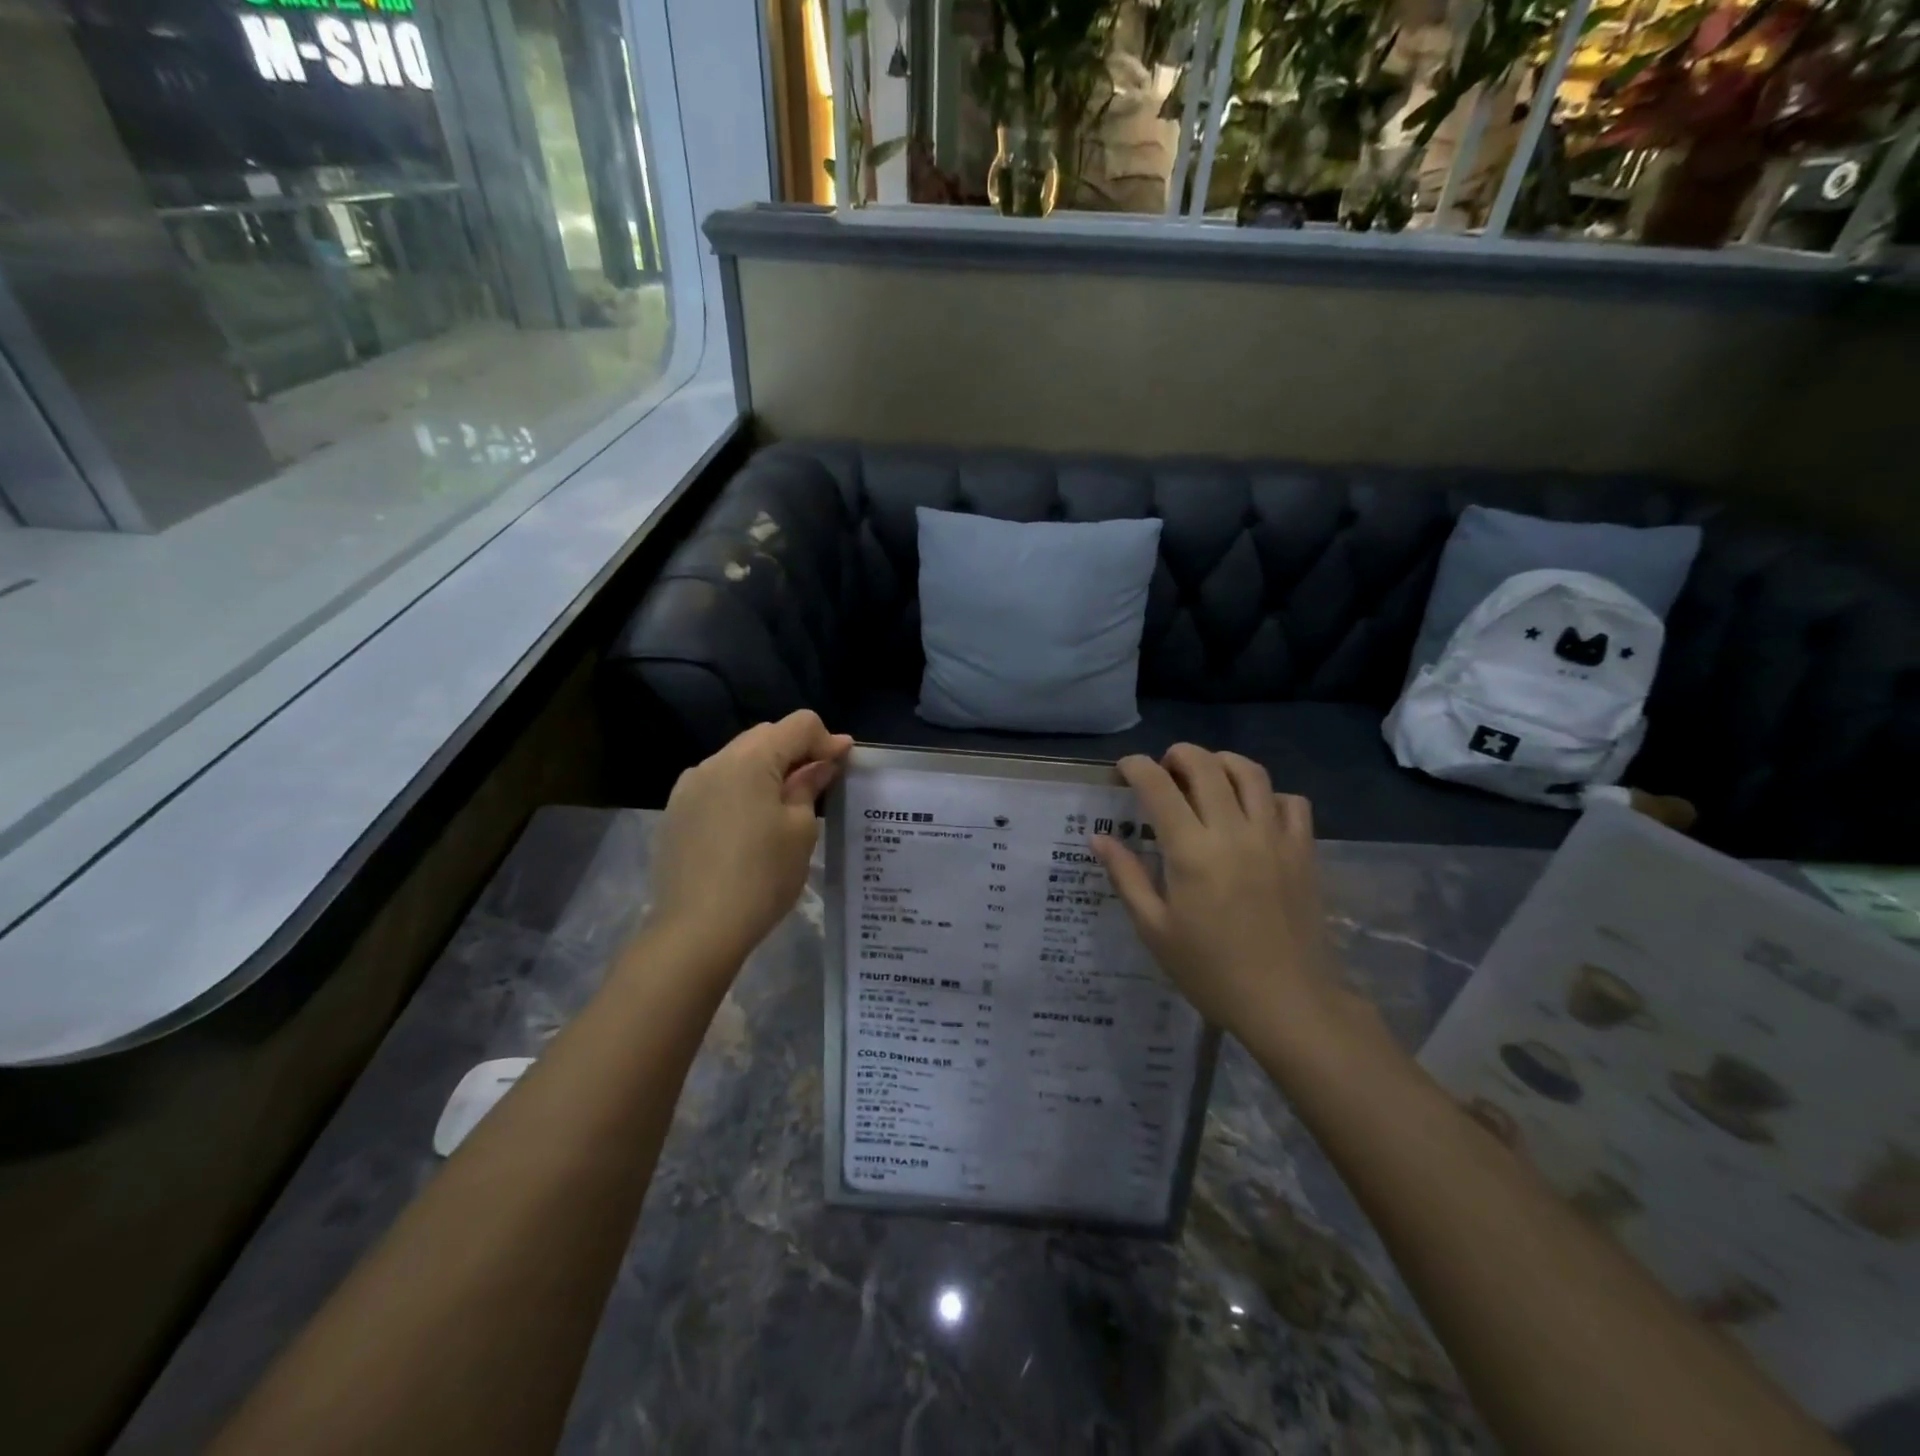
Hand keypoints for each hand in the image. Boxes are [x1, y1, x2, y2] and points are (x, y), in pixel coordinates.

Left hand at [649, 711, 852, 969]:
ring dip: (768, 769)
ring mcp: (689, 786)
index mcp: (750, 759)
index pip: (798, 725)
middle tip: (820, 783)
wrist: (696, 930)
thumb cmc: (762, 877)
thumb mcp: (800, 830)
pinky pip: (718, 783)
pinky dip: (742, 789)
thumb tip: (822, 762)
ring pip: (739, 759)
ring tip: (786, 805)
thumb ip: (810, 786)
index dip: (827, 740)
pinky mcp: (677, 811)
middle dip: (797, 751)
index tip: (843, 765)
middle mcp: (715, 761)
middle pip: (766, 736)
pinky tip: (751, 823)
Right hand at [1091, 746, 1341, 1049]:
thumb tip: (1099, 838)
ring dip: (1221, 763)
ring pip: (1250, 772)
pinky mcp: (1304, 851)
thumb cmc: (1210, 970)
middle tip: (1163, 772)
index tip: (1124, 770)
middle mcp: (1234, 831)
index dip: (1136, 767)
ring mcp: (1274, 837)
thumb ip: (1127, 876)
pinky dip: (1268, 794)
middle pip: (1206, 764)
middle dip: (1177, 756)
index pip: (1158, 785)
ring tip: (1206, 778)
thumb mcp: (1155, 929)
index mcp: (1191, 850)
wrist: (1288, 1003)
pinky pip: (1291, 801)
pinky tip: (1254, 812)